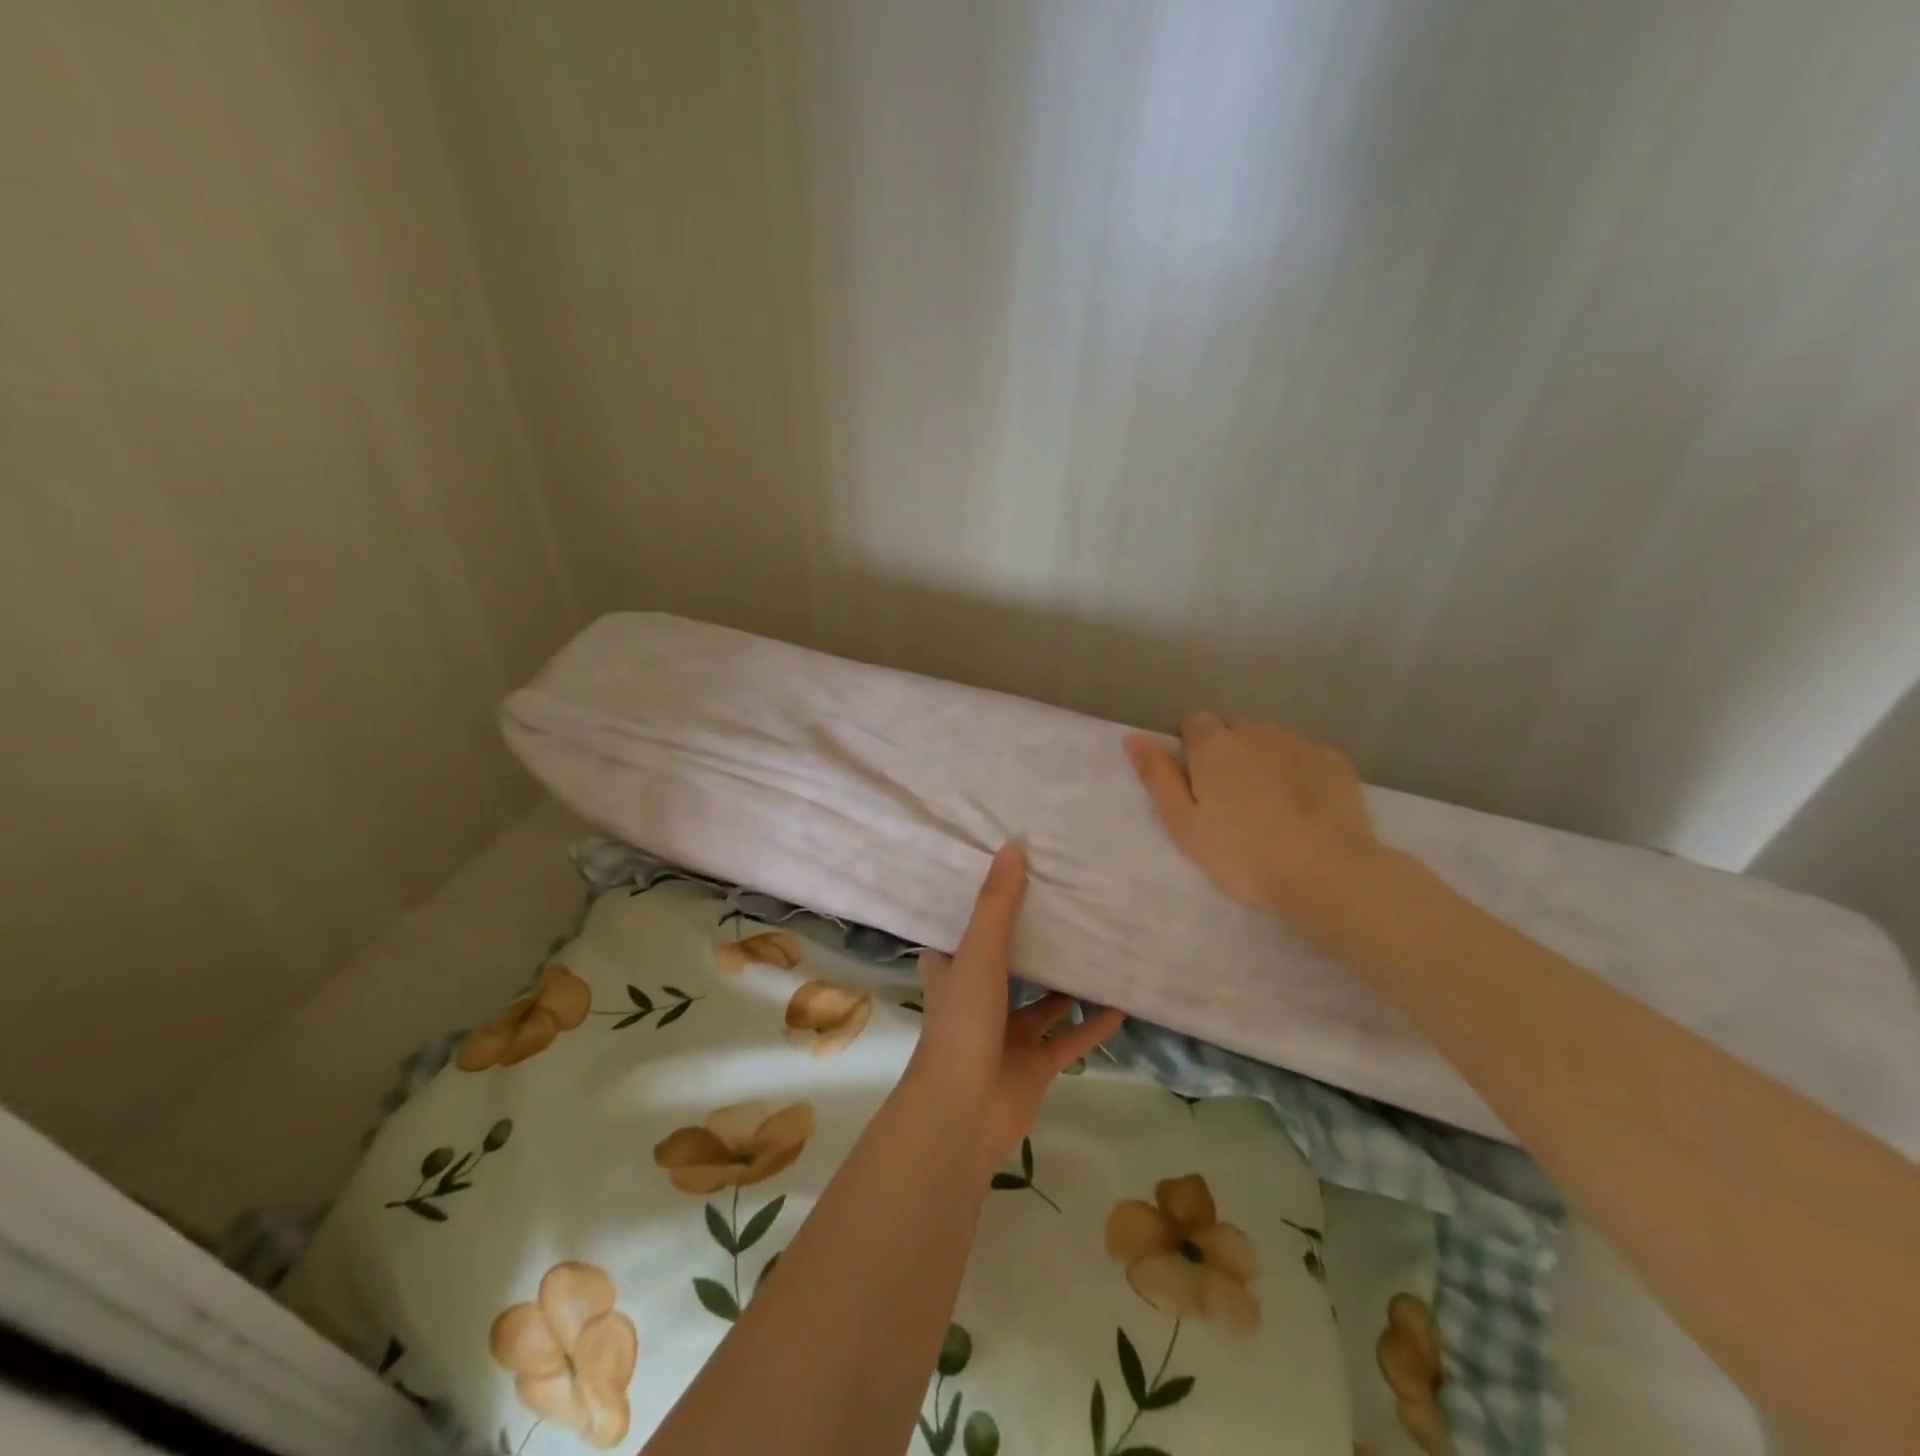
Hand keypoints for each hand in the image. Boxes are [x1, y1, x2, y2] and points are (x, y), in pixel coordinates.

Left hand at [912, 844, 1124, 1166]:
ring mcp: (1006, 1034)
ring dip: (1066, 984)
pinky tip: (1121, 1005)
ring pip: (1042, 1002)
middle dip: (1030, 940)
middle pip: (1006, 962)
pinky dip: (1092, 1026)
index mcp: (952, 970)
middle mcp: (977, 997)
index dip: (976, 905)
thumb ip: (997, 904)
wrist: (964, 1110)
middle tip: (1063, 905)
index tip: (1004, 877)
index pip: (960, 929)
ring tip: (1097, 949)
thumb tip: (1011, 847)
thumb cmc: (963, 1021)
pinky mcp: (1034, 1065)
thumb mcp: (979, 952)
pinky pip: (1069, 1040)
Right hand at [1124, 713, 1383, 924]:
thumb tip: (1133, 737)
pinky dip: (1296, 771)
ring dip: (1261, 759)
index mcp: (1214, 745)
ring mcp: (1299, 742)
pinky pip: (1303, 755)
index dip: (1190, 748)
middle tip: (1229, 800)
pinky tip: (1302, 807)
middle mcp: (1256, 731)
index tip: (1195, 783)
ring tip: (1268, 805)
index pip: (1193, 722)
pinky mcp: (1333, 760)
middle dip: (1226, 752)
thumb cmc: (1242, 854)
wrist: (1326, 873)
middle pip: (1232, 729)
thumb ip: (1157, 776)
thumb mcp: (1184, 824)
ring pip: (1269, 740)